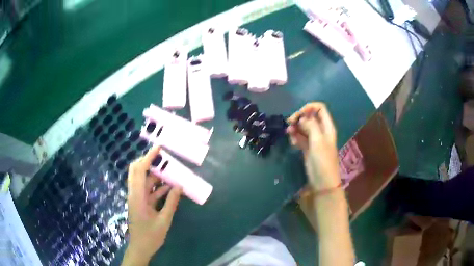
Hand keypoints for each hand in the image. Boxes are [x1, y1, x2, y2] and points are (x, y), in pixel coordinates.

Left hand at [122, 146, 181, 265]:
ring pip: (143, 181)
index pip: (139, 171)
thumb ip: (171, 202)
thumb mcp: (164, 220)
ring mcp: (137, 198)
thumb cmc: (151, 236)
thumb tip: (179, 186)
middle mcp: (134, 194)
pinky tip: (170, 187)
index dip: (148, 158)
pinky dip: (157, 187)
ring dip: (155, 175)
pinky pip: (148, 191)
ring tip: (170, 170)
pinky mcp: (140, 203)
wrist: (140, 248)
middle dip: (148, 162)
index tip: (158, 148)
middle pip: (136, 171)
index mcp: (137, 197)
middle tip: (162, 157)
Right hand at [287, 103, 340, 190]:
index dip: (309, 108)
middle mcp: (321, 131)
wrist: (322, 181)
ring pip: (303, 127)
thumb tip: (302, 117)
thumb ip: (311, 125)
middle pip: (309, 117)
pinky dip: (295, 137)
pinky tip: (292, 143)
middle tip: (289, 123)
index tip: (299, 114)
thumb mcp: (318, 140)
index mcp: (327, 127)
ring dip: (295, 128)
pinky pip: (300, 138)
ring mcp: (314, 140)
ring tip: (289, 133)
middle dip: (299, 118)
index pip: (320, 109)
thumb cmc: (323, 160)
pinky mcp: (307, 148)